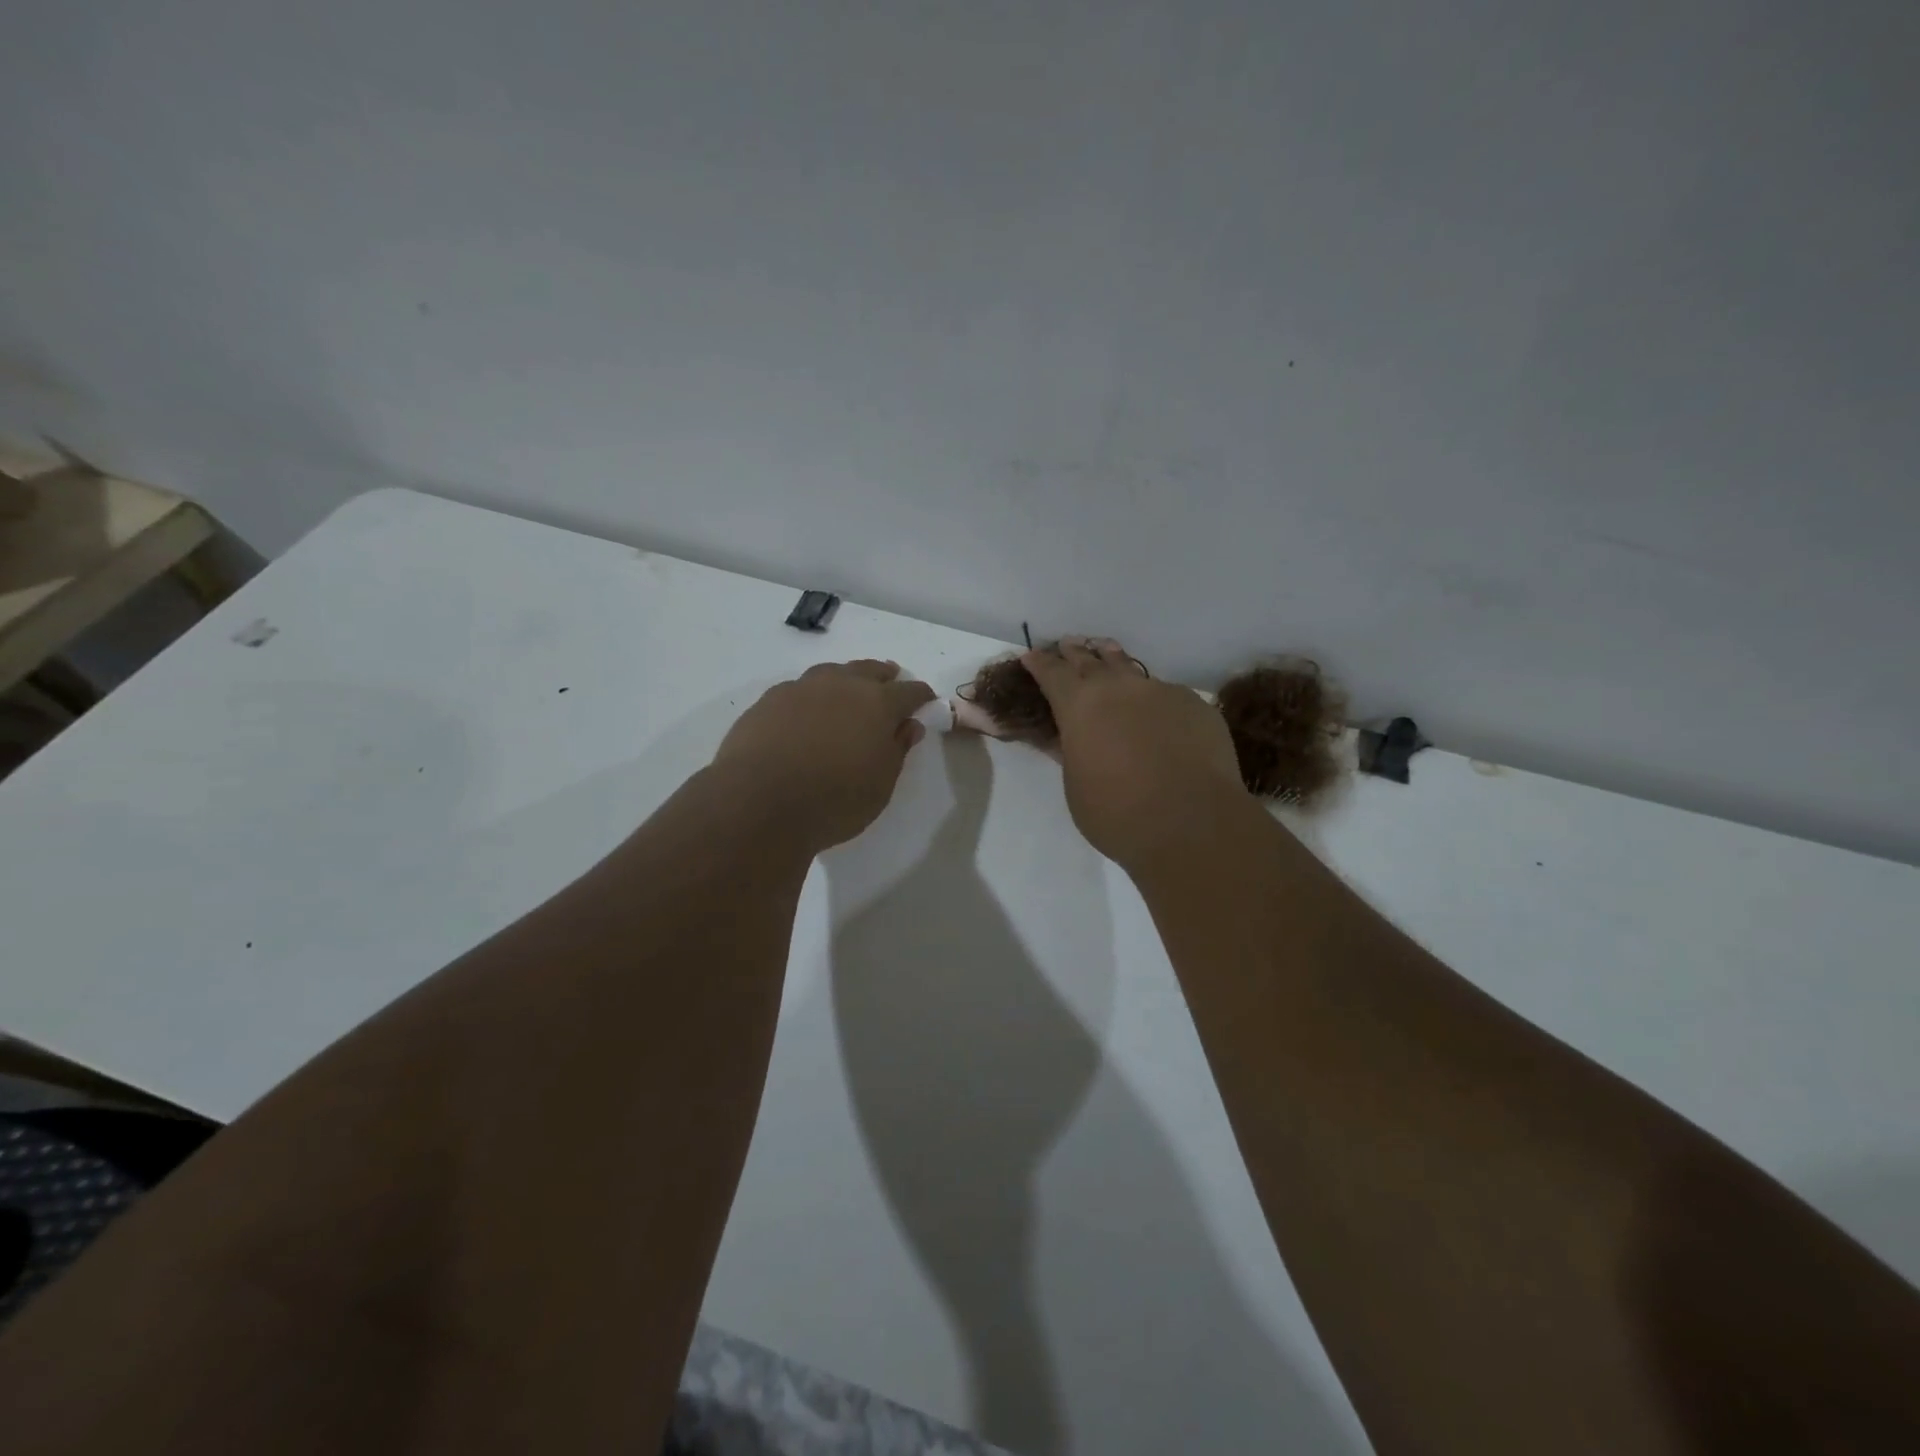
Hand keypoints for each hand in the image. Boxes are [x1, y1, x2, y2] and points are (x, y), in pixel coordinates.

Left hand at [712, 660, 935, 852]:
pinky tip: (807, 710)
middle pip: (869, 670)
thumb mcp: (880, 785)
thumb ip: (897, 750)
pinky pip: (799, 689)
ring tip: (848, 689)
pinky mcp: (768, 700)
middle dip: (884, 676)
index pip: (909, 692)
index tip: (927, 700)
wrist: (759, 802)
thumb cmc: (834, 800)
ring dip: (845, 679)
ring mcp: (801, 689)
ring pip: (831, 673)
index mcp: (877, 703)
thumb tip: (909, 726)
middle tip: (890, 680)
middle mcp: (841, 685)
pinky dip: (811, 695)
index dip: (921, 695)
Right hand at [1023, 637, 1246, 869]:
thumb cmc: (1118, 813)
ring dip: (1113, 659)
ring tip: (1106, 649)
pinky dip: (1152, 697)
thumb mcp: (1077, 786)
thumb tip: (1066, 736)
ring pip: (1130, 668)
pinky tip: (1155, 709)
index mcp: (1079, 705)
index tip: (1031, 655)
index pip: (1052, 673)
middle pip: (1091, 660)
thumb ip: (1071, 753)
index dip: (1040, 664)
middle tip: (1067, 644)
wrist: (1192, 822)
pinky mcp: (1195, 705)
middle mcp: (1118, 687)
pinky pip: (1166, 693)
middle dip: (1075, 652)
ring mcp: (1160, 692)